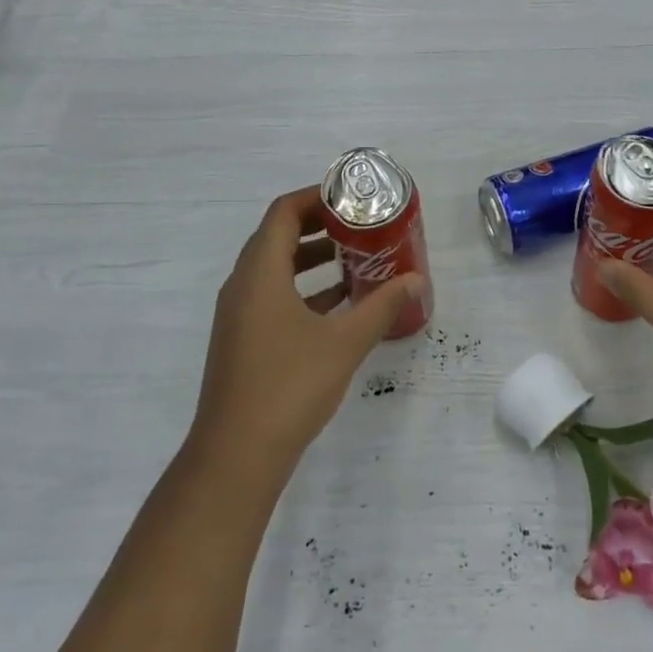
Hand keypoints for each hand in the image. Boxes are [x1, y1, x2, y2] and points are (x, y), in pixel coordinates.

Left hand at [192, 187, 427, 466]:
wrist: (236, 454)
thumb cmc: (289, 386)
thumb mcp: (344, 342)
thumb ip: (381, 306)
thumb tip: (416, 280)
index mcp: (260, 273)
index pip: (283, 212)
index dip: (316, 197)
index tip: (352, 197)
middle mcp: (242, 285)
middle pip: (277, 236)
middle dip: (318, 226)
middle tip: (359, 225)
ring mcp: (239, 315)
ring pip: (274, 269)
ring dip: (311, 258)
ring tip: (354, 258)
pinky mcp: (243, 340)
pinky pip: (273, 297)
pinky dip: (303, 289)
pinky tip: (338, 304)